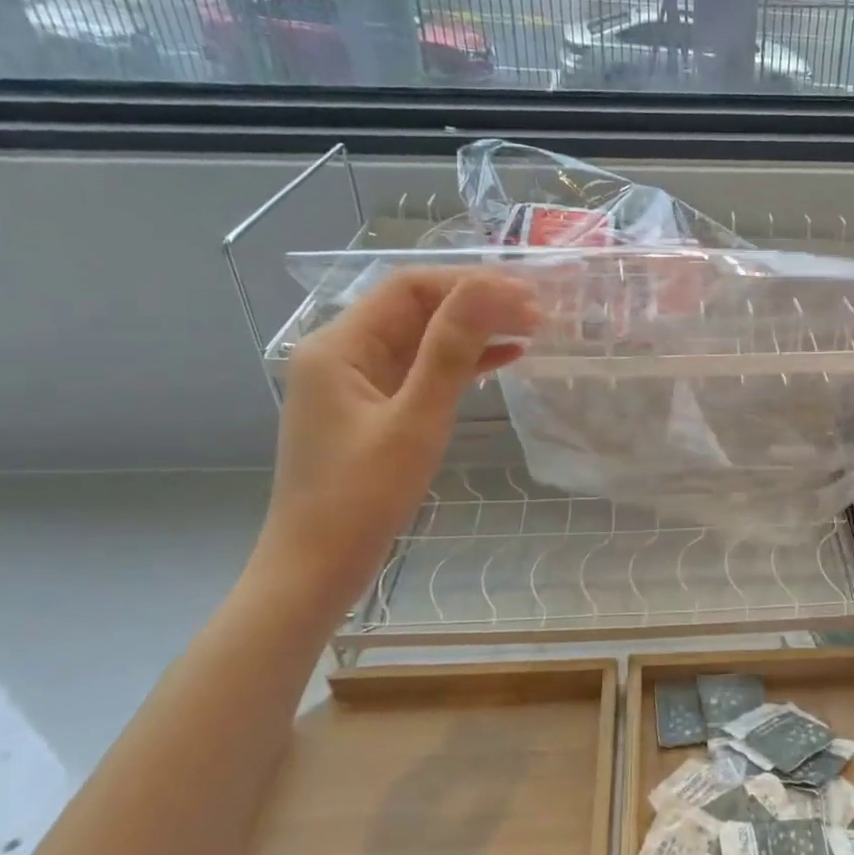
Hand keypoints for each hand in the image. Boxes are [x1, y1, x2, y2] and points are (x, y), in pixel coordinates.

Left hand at [249, 270, 538, 615]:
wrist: (315, 571)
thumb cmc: (361, 499)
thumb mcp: (415, 421)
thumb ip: (451, 351)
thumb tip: (490, 290)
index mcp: (339, 346)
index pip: (410, 289)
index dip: (470, 284)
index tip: (526, 295)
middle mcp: (341, 353)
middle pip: (416, 309)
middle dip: (476, 305)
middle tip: (538, 312)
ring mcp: (355, 382)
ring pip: (422, 339)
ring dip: (473, 332)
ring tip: (531, 330)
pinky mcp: (371, 409)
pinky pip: (419, 371)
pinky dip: (460, 363)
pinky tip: (504, 360)